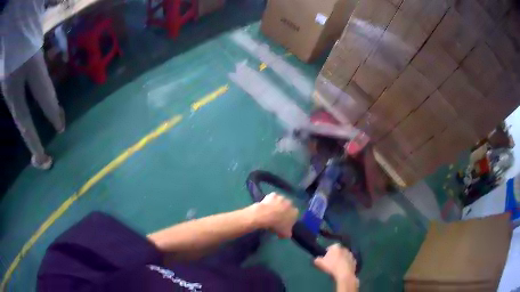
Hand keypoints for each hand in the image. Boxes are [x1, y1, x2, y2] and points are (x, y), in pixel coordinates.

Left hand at [251, 192, 298, 237]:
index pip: (294, 215)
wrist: (265, 215)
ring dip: (277, 205)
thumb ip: (288, 233)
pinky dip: (270, 201)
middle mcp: (290, 203)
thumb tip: (287, 234)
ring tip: (270, 211)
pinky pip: (272, 198)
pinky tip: (266, 206)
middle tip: (276, 217)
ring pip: (280, 201)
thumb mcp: (285, 234)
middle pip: (288, 207)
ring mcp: (282, 197)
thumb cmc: (277, 225)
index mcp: (295, 212)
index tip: (283, 223)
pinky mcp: (273, 194)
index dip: (289, 219)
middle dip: (284, 211)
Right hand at [314, 244, 357, 285]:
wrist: (344, 273)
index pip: (330, 248)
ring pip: (344, 256)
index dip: (327, 254)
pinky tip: (342, 270)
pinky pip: (348, 262)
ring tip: (336, 267)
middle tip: (330, 263)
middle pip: (338, 252)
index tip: (325, 260)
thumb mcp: (319, 263)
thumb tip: (316, 259)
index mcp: (336, 246)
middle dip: (335, 256)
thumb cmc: (331, 266)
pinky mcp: (354, 261)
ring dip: (341, 260)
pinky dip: (346, 264)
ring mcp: (350, 254)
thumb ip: (316, 259)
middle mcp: (344, 248)